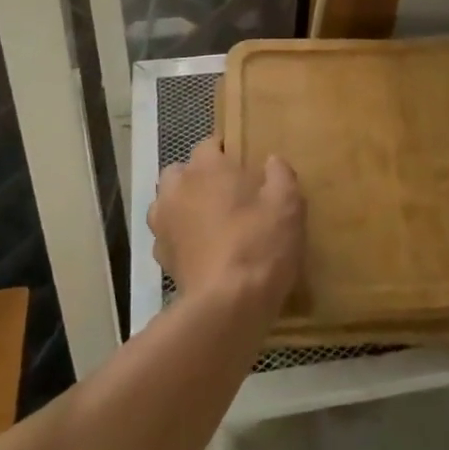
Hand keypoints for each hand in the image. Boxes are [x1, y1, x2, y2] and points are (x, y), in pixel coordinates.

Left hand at [151, 141, 305, 317]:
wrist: (227, 305)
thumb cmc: (259, 242)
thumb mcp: (287, 204)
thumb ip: (281, 175)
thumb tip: (272, 161)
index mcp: (207, 168)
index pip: (209, 144)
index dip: (226, 152)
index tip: (243, 165)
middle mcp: (178, 188)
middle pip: (181, 171)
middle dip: (198, 177)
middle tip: (226, 193)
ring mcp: (163, 224)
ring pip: (168, 202)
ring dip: (183, 205)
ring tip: (209, 222)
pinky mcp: (161, 257)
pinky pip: (167, 235)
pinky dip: (180, 237)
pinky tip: (202, 251)